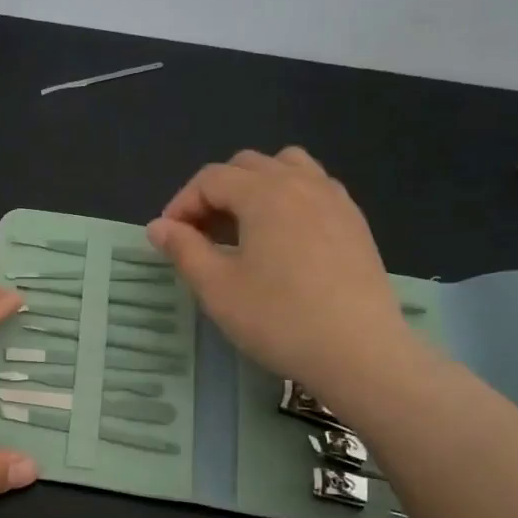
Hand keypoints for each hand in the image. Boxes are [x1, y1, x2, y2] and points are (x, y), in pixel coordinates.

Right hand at [148, 147, 420, 406]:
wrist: (360, 352)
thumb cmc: (279, 319)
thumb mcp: (217, 288)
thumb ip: (184, 249)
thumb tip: (157, 226)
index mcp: (264, 193)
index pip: (211, 179)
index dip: (182, 203)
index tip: (169, 238)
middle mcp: (301, 183)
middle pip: (247, 166)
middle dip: (215, 192)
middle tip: (201, 234)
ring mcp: (335, 200)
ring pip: (287, 168)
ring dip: (255, 187)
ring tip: (243, 227)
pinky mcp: (355, 223)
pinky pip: (315, 189)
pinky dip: (288, 199)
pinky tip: (283, 239)